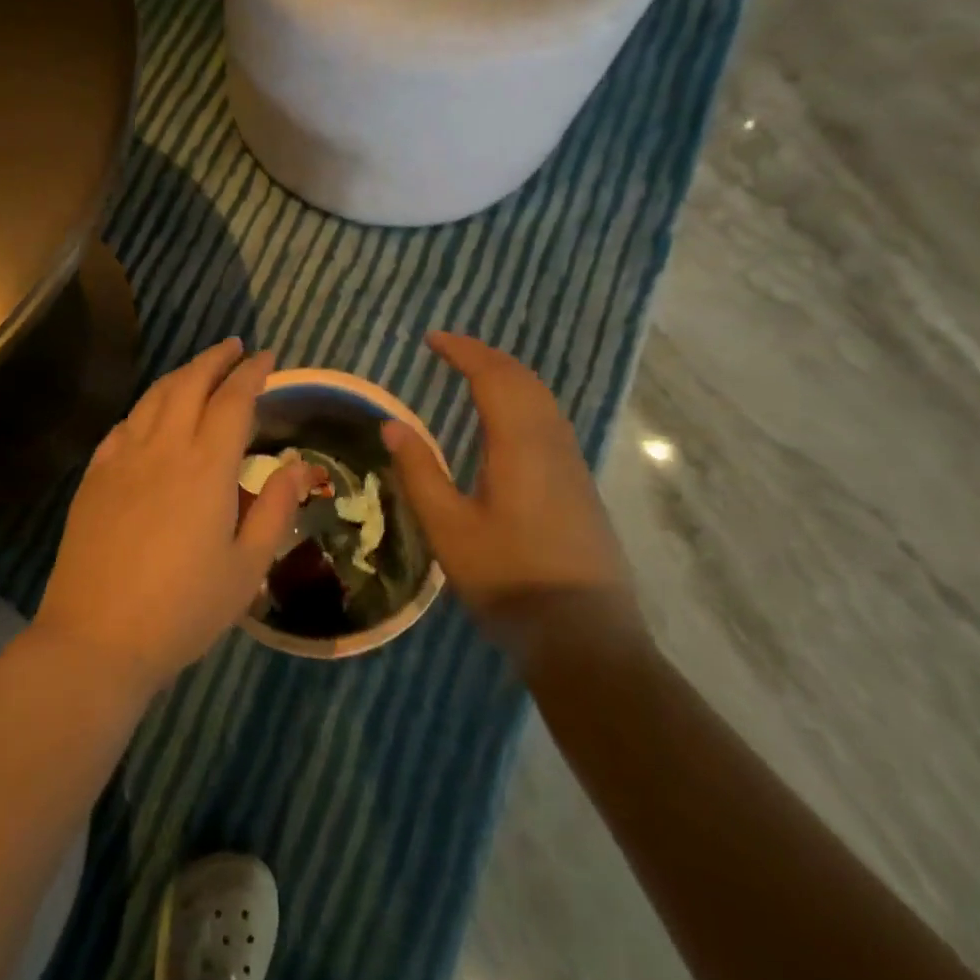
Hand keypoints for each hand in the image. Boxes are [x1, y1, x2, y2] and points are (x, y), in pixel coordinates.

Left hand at [35, 338, 318, 689]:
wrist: (97, 637)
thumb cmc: (183, 609)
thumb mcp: (247, 568)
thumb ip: (276, 509)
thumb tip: (296, 464)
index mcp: (206, 466)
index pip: (234, 400)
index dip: (252, 373)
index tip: (266, 358)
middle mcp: (163, 448)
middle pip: (189, 383)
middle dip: (214, 359)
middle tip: (234, 347)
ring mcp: (122, 458)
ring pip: (153, 398)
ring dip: (180, 375)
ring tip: (198, 371)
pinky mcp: (94, 476)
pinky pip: (124, 425)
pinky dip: (145, 409)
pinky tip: (150, 417)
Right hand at [381, 333, 638, 657]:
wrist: (586, 639)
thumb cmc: (509, 581)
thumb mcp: (448, 528)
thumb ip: (419, 472)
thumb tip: (392, 424)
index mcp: (520, 446)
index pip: (494, 377)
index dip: (464, 351)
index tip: (432, 339)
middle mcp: (552, 445)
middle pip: (524, 381)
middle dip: (486, 357)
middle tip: (449, 350)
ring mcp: (572, 467)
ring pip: (543, 401)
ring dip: (508, 377)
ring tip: (473, 375)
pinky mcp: (579, 488)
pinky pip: (550, 422)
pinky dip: (522, 400)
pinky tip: (505, 422)